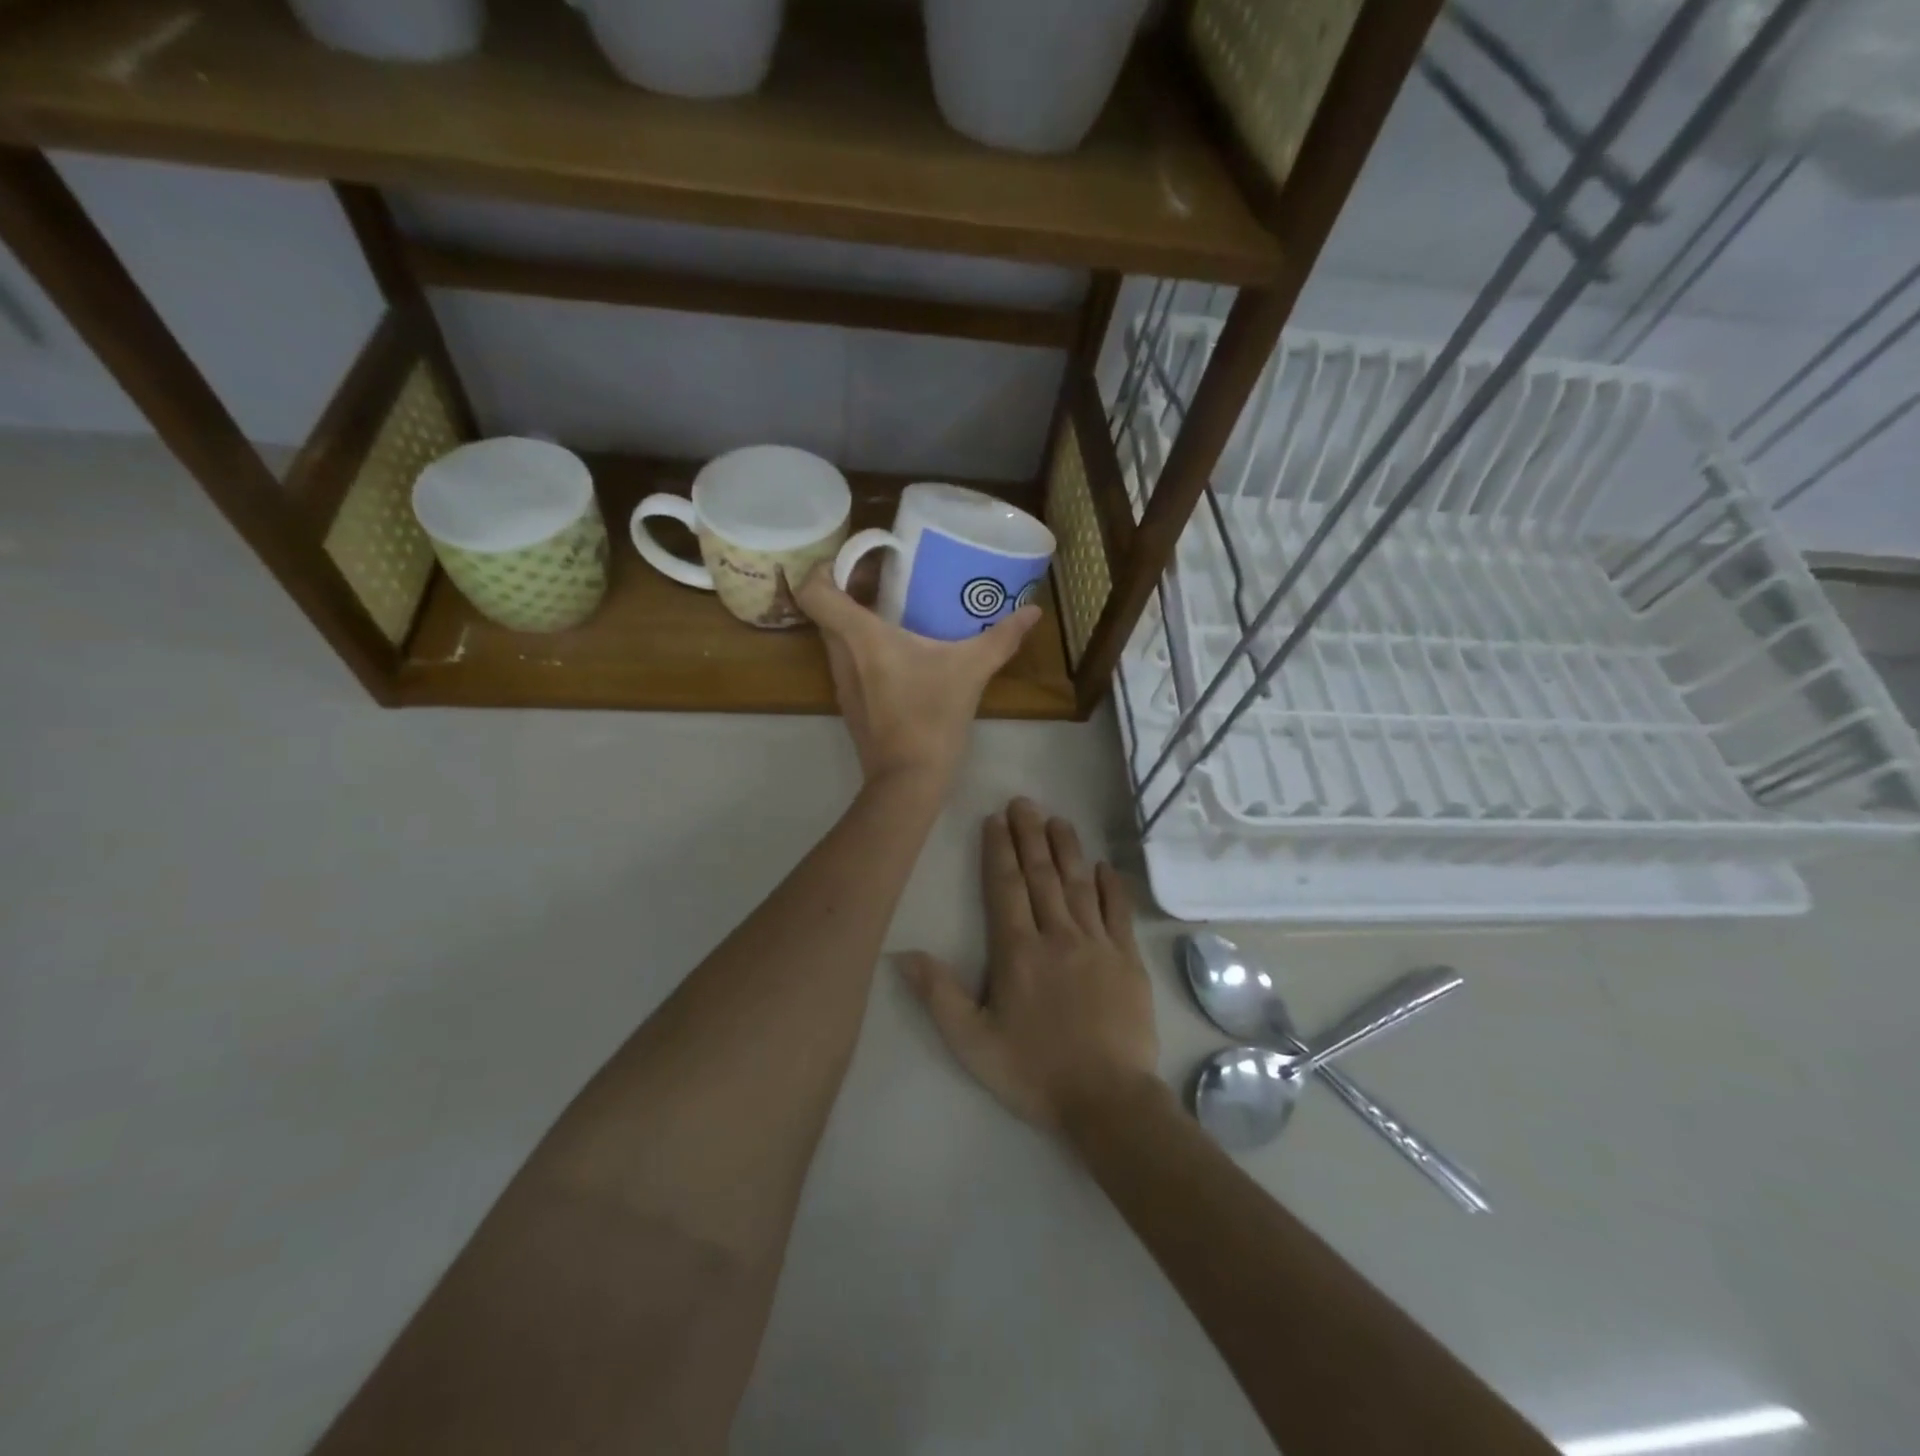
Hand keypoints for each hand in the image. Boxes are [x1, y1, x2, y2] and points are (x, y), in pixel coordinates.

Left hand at [796, 565, 1040, 790]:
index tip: (860, 560)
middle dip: (852, 588)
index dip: (826, 567)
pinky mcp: (852, 703)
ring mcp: (842, 682)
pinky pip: (849, 660)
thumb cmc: (932, 718)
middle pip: (826, 609)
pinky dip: (866, 647)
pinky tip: (903, 653)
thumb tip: (1033, 612)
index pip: (813, 590)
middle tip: (889, 577)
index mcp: (859, 637)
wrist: (908, 781)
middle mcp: (841, 655)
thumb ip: (1002, 638)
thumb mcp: (971, 671)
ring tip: (899, 609)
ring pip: (836, 636)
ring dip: (859, 618)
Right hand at [898, 798, 1159, 1132]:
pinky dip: (1110, 887)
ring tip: (1058, 820)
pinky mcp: (1127, 960)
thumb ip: (939, 995)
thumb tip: (903, 954)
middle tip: (1024, 802)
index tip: (995, 820)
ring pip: (1079, 885)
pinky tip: (1103, 866)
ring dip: (1067, 849)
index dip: (999, 850)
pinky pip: (1118, 913)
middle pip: (1042, 875)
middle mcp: (1057, 935)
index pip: (1005, 887)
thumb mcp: (973, 1043)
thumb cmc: (1034, 1072)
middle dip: (1030, 835)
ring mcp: (1097, 944)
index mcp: (1018, 951)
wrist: (1108, 1101)